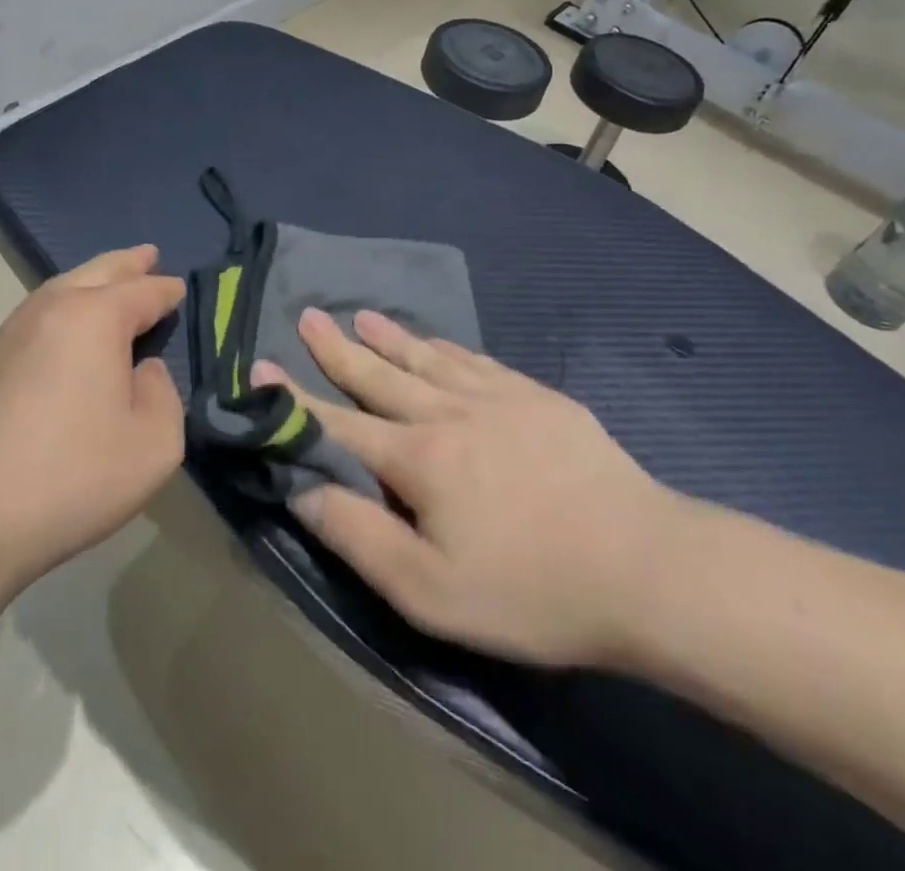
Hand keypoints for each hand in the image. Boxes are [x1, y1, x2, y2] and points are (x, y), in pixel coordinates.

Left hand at [0, 245, 186, 591]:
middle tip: (148, 254)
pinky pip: (31, 319)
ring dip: (89, 281)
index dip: (165, 290)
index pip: (142, 292)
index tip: (180, 290)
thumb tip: (142, 371)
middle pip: (96, 272)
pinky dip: (58, 311)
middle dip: (127, 263)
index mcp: (94, 318)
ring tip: (107, 283)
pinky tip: (61, 333)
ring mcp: (6, 335)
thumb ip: (163, 396)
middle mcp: (49, 311)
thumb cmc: (70, 477)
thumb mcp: (153, 445)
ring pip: (57, 290)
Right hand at [257, 309, 685, 668]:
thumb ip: (358, 535)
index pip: (338, 422)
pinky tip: (443, 343)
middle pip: (381, 374)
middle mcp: (449, 412)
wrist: (645, 565)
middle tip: (310, 314)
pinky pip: (479, 361)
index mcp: (418, 457)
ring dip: (392, 337)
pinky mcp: (539, 398)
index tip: (259, 366)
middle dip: (339, 348)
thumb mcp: (429, 590)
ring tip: (363, 314)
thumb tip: (302, 489)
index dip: (294, 399)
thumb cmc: (530, 588)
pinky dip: (450, 348)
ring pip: (429, 358)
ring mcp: (498, 398)